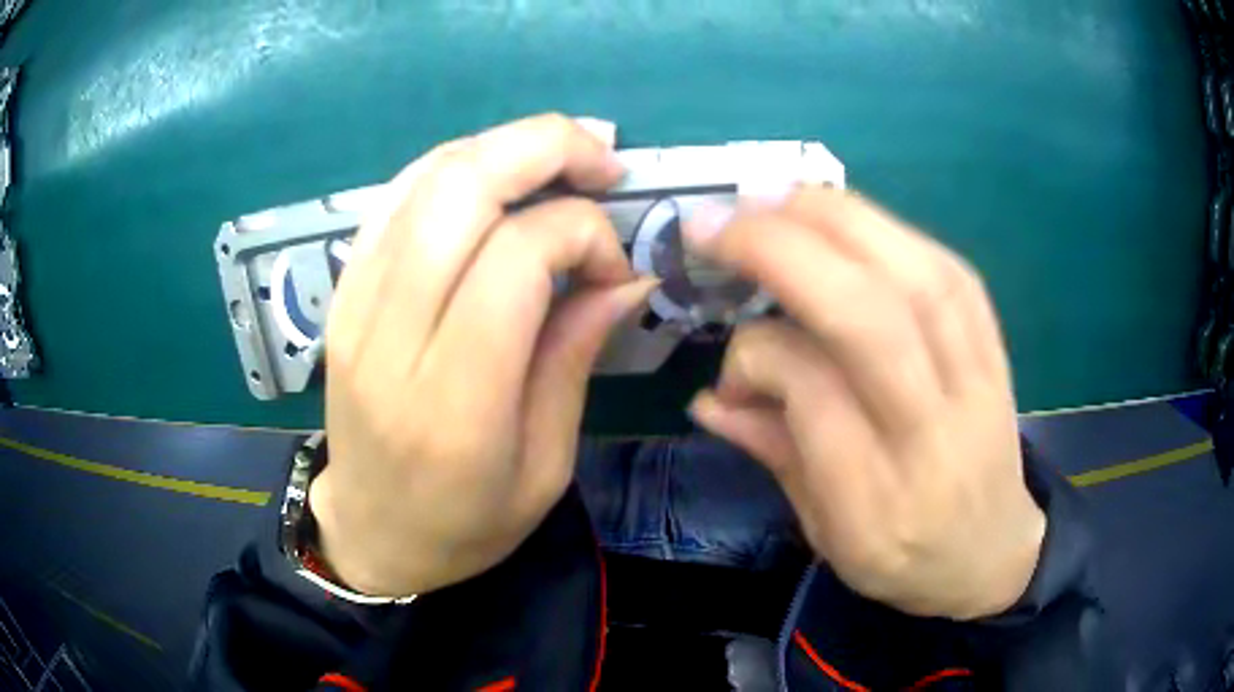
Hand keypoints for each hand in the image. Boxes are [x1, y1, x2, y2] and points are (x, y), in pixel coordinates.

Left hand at [310, 114, 655, 596]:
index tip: (614, 268)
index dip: (581, 234)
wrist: (372, 532)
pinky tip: (496, 178)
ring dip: (503, 147)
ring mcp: (354, 305)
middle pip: (460, 189)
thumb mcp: (545, 465)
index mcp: (452, 402)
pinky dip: (454, 167)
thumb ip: (575, 355)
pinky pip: (395, 197)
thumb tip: (626, 272)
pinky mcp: (342, 292)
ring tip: (561, 159)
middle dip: (545, 148)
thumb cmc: (466, 523)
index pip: (514, 257)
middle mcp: (390, 338)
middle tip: (602, 161)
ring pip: (426, 178)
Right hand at [685, 188, 1045, 619]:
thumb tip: (707, 397)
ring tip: (772, 198)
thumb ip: (773, 455)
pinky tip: (843, 217)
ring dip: (835, 219)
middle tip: (721, 222)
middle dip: (784, 250)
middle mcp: (935, 430)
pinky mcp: (995, 345)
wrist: (993, 550)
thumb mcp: (827, 535)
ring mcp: (976, 378)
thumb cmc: (904, 557)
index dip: (759, 356)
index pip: (816, 393)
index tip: (730, 371)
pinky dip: (889, 229)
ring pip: (914, 275)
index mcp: (880, 499)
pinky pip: (946, 268)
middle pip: (871, 315)